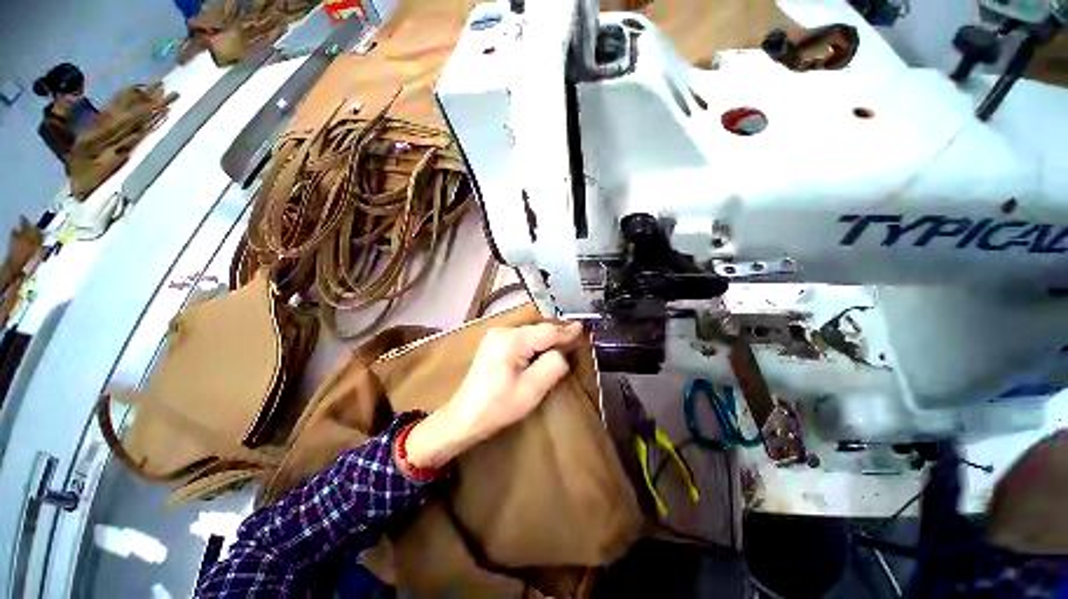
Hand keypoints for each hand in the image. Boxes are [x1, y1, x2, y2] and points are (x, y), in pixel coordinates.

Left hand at [404, 321, 583, 468]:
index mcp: (511, 340)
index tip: (584, 329)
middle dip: (557, 335)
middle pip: (538, 329)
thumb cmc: (499, 406)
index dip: (566, 332)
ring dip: (546, 339)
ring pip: (530, 332)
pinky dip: (534, 342)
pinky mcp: (493, 341)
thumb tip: (562, 350)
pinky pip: (521, 337)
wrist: (464, 416)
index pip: (547, 331)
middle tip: (576, 340)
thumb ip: (553, 365)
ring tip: (563, 345)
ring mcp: (495, 334)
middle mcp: (502, 330)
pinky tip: (542, 349)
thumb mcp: (532, 389)